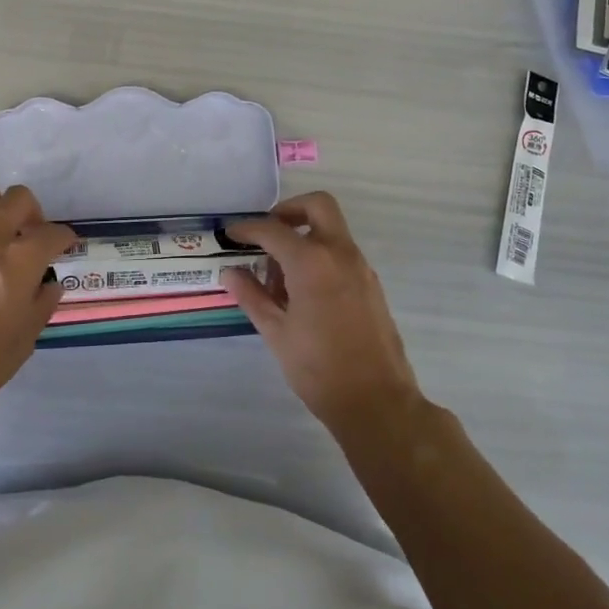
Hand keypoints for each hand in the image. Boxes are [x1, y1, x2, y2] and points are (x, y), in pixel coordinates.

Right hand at [223, 193, 423, 438]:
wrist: (378, 403)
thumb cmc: (319, 369)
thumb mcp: (276, 333)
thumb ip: (252, 296)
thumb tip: (230, 272)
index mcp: (312, 261)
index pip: (273, 229)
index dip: (248, 229)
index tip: (231, 235)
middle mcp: (340, 253)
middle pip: (318, 205)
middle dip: (289, 211)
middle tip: (268, 235)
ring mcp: (361, 267)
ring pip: (331, 229)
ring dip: (305, 236)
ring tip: (280, 278)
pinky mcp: (371, 285)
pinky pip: (342, 253)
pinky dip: (320, 255)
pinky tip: (303, 293)